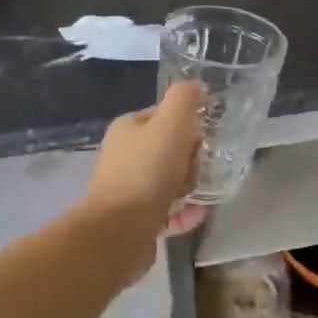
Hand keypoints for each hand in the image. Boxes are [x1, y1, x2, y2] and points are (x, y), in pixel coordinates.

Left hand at [82, 81, 205, 230]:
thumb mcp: (171, 123)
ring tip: (190, 196)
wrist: (120, 230)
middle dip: (189, 161)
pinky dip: (184, 212)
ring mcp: (129, 189)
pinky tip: (197, 214)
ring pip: (171, 180)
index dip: (187, 128)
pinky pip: (169, 210)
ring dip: (188, 186)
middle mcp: (125, 156)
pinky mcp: (136, 219)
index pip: (167, 117)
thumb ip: (184, 99)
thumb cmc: (146, 171)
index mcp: (128, 129)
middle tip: (189, 172)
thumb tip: (197, 87)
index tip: (196, 142)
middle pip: (172, 150)